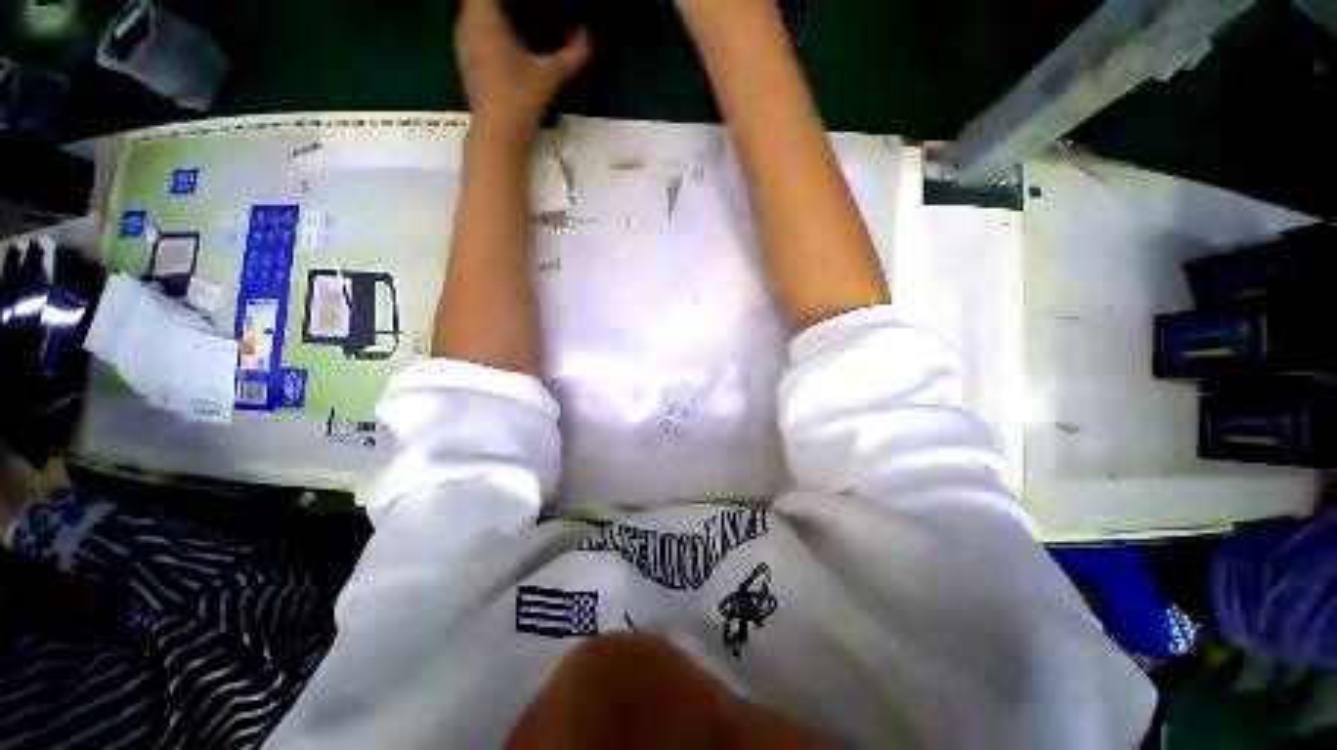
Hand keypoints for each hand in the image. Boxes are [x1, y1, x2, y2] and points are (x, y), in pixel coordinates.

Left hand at [455, 0, 592, 132]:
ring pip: (472, 12)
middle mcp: (467, 24)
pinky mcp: (466, 61)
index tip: (525, 2)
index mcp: (484, 17)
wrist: (499, 135)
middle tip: (524, 7)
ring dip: (491, 11)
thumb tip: (591, 32)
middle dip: (498, 1)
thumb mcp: (552, 75)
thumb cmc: (521, 99)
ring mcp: (463, 44)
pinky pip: (472, 30)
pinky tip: (504, 39)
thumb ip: (574, 53)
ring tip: (515, 16)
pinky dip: (486, 27)